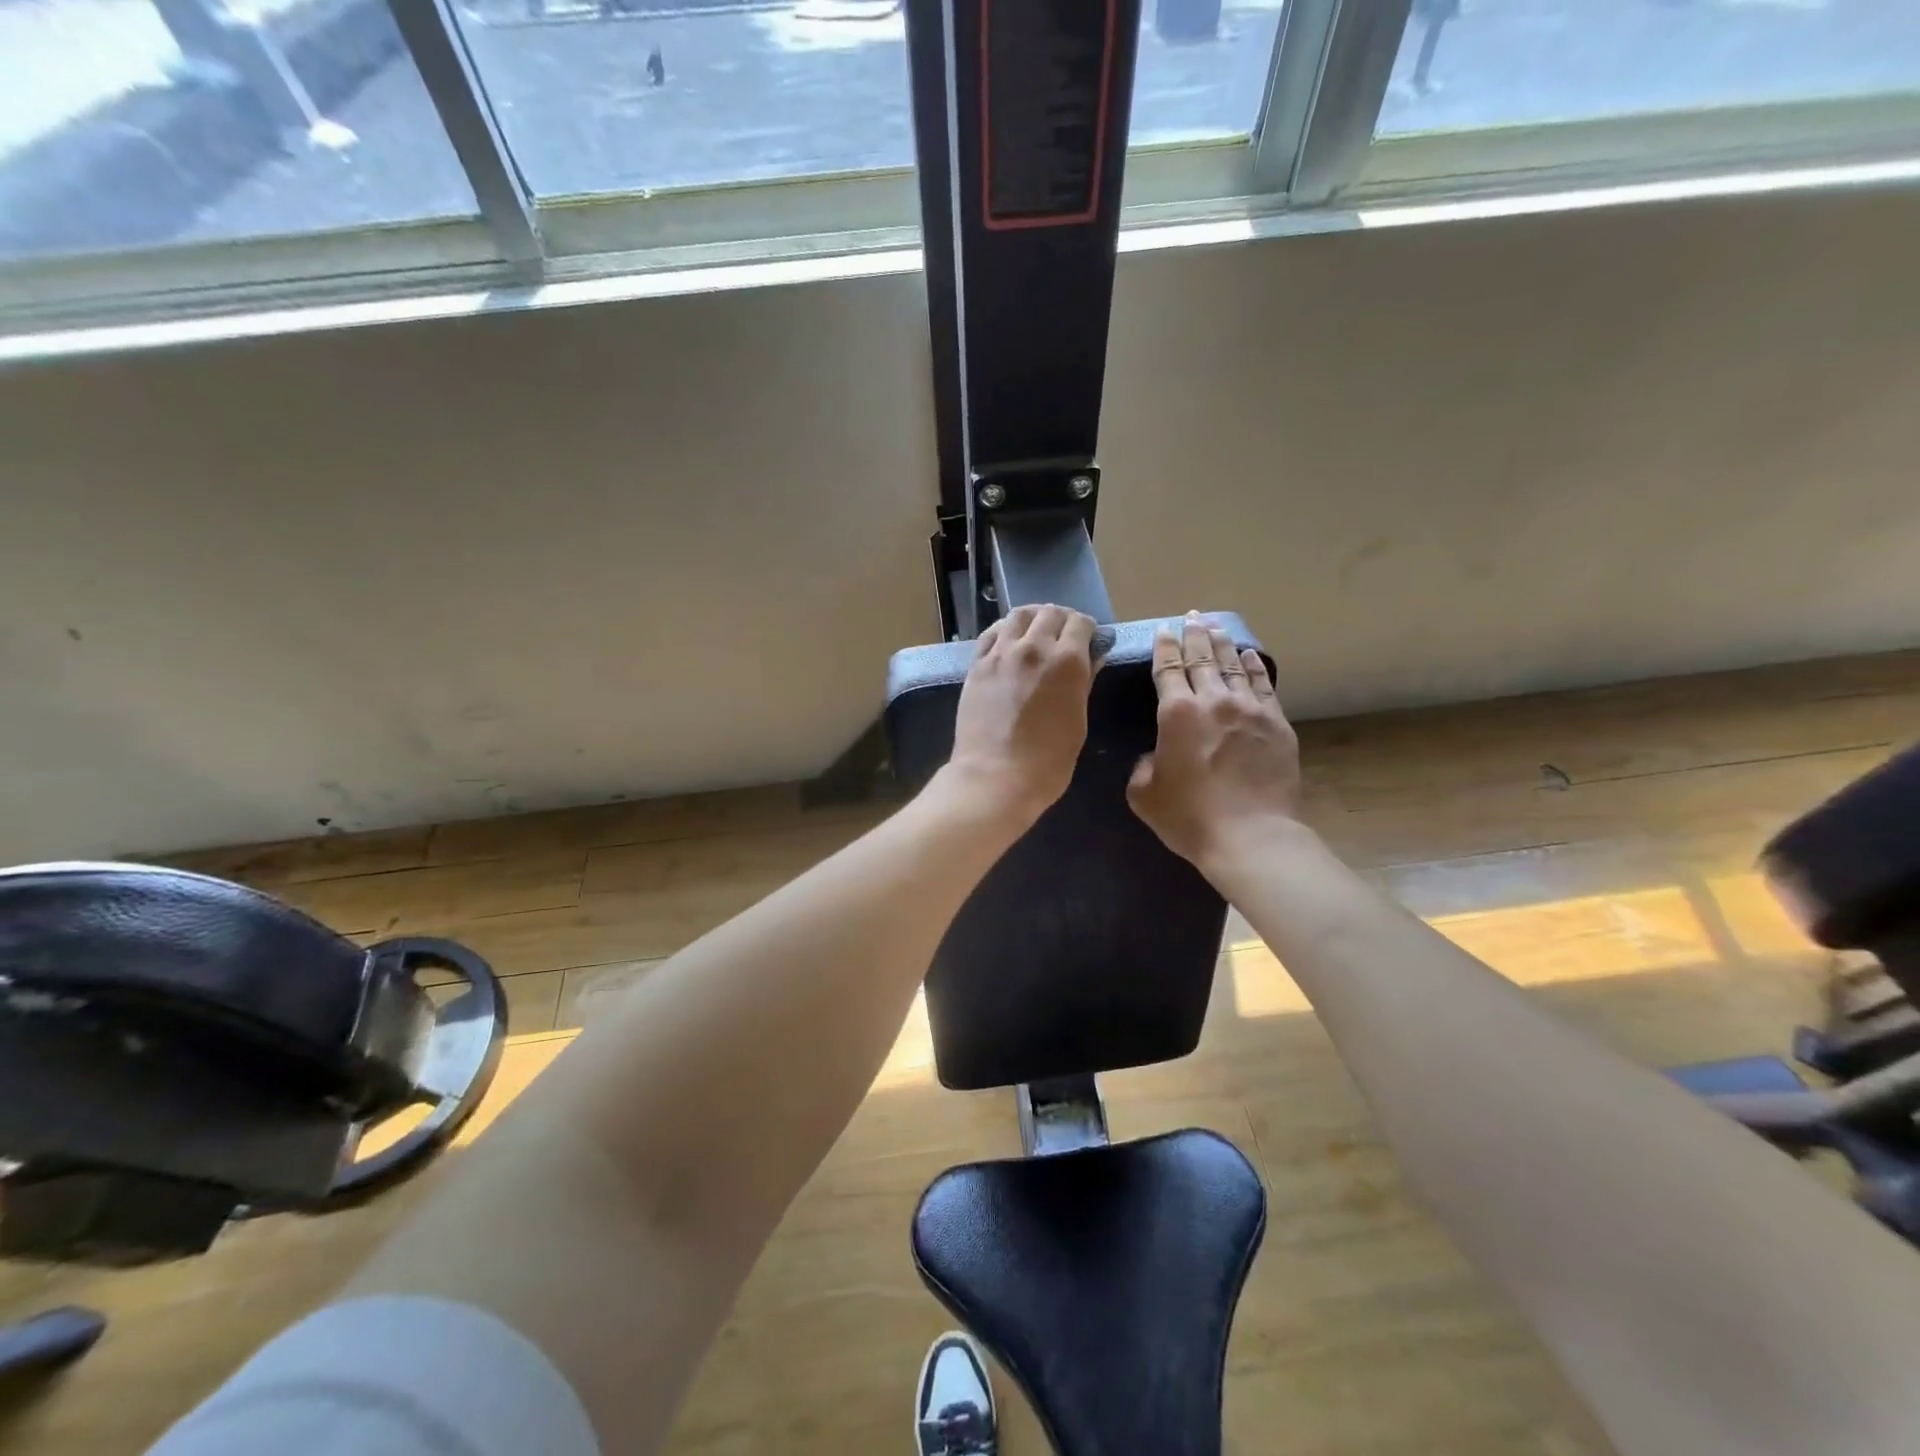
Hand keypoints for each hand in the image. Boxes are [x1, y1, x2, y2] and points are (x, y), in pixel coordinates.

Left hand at [940, 604, 1098, 828]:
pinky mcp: (977, 665)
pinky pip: (992, 633)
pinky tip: (1009, 641)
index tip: (1088, 640)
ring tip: (1035, 632)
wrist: (995, 777)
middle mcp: (1034, 647)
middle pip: (1050, 612)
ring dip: (1032, 618)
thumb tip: (1091, 658)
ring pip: (1019, 615)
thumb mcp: (1078, 722)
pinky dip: (1005, 630)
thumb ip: (1084, 682)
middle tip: (1063, 636)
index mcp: (1067, 661)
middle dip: (1061, 619)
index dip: (1087, 629)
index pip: (1080, 623)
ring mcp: (1001, 653)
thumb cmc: (1048, 761)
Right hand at [1127, 612, 1301, 874]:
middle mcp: (1214, 701)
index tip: (1164, 631)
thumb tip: (1155, 754)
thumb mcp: (1144, 793)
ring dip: (1222, 643)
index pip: (1169, 667)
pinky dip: (1254, 665)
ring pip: (1234, 664)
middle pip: (1202, 657)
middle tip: (1191, 616)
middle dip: (1194, 634)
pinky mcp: (1276, 723)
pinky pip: (1263, 684)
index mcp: (1176, 714)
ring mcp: (1249, 709)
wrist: (1250, 835)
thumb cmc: (1189, 817)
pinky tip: (1249, 654)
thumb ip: (1143, 764)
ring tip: (1215, 626)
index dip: (1165, 647)